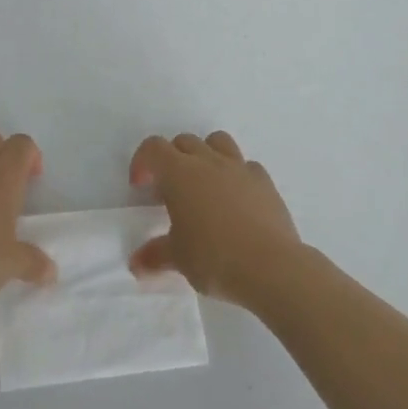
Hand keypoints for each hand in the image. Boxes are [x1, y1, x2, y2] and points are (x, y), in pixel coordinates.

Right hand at [129, 132, 301, 305]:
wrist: (271, 267)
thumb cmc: (215, 258)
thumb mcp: (179, 259)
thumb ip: (156, 255)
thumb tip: (136, 264)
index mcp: (179, 173)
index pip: (153, 148)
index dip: (143, 162)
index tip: (141, 187)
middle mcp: (208, 160)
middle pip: (184, 141)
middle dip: (172, 159)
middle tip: (171, 191)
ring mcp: (239, 167)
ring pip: (217, 141)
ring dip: (206, 154)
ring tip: (205, 185)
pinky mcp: (265, 181)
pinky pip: (246, 166)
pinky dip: (237, 175)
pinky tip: (238, 199)